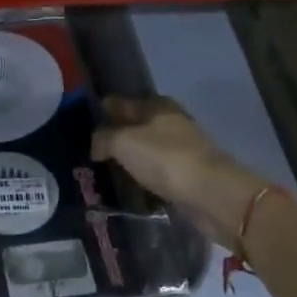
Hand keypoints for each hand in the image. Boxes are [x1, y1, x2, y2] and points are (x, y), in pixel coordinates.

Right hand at [92, 96, 265, 247]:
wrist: (211, 194)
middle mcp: (171, 122)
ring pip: (148, 148)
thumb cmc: (165, 159)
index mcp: (157, 105)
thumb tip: (96, 144)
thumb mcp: (125, 143)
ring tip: (108, 168)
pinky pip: (159, 171)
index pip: (123, 102)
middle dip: (118, 133)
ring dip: (132, 157)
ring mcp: (182, 149)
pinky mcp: (189, 175)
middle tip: (93, 148)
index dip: (104, 109)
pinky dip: (146, 175)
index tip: (85, 120)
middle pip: (137, 125)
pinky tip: (132, 184)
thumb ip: (105, 139)